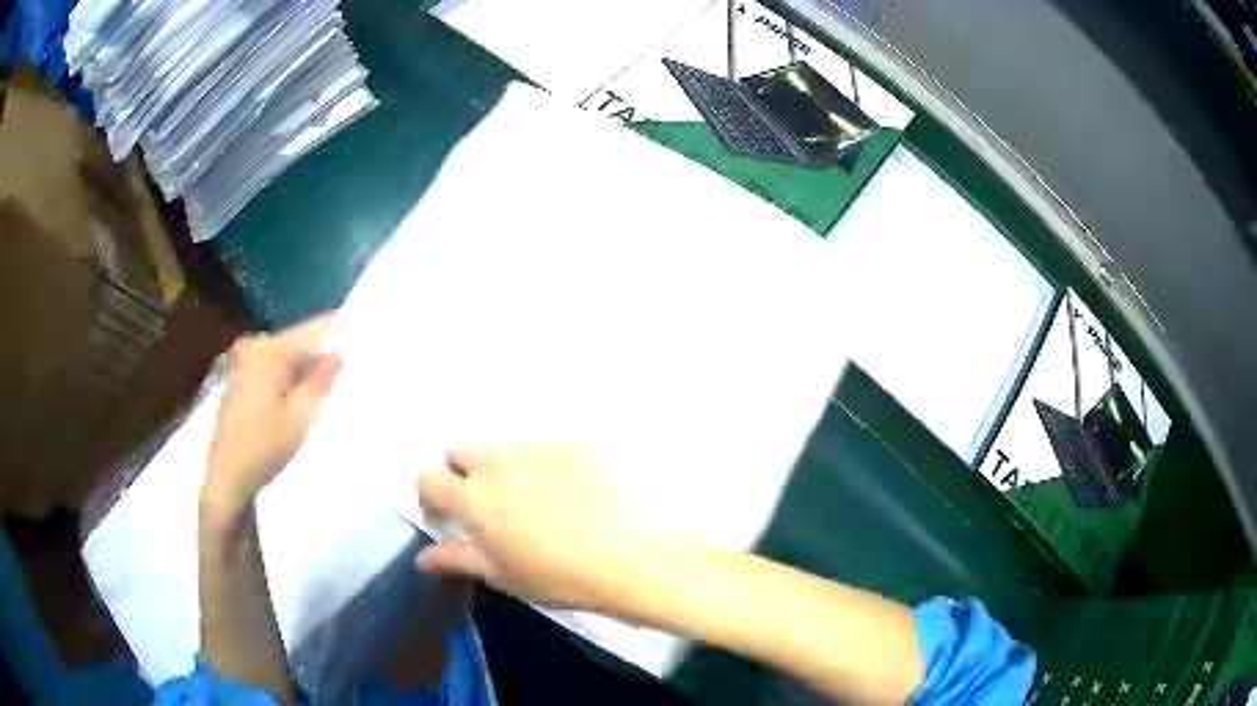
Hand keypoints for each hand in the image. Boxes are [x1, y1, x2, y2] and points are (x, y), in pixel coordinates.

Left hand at [202, 313, 342, 518]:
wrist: (227, 477)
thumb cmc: (264, 446)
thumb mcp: (300, 416)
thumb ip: (321, 379)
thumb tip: (338, 352)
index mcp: (269, 350)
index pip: (312, 330)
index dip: (338, 331)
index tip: (362, 335)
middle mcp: (254, 346)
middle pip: (297, 343)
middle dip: (320, 356)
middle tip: (349, 370)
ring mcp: (243, 361)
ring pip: (285, 358)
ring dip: (305, 371)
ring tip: (330, 386)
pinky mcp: (239, 378)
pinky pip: (272, 369)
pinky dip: (288, 380)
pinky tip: (302, 397)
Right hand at [416, 445, 661, 613]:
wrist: (625, 554)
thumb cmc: (555, 574)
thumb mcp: (501, 574)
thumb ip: (456, 558)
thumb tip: (422, 557)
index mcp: (472, 497)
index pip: (428, 477)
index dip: (431, 493)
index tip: (445, 512)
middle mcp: (497, 462)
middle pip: (461, 450)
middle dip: (464, 471)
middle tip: (489, 504)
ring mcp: (536, 448)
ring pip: (505, 448)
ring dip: (507, 468)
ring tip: (537, 500)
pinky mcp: (573, 444)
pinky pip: (546, 450)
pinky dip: (548, 467)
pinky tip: (573, 493)